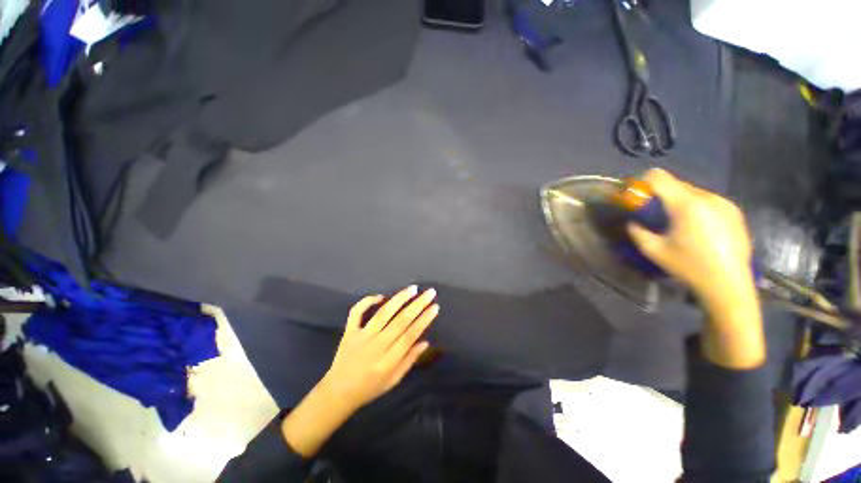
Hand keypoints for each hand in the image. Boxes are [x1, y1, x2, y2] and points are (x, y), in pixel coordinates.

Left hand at [322, 285, 438, 411]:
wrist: (337, 393)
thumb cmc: (369, 388)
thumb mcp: (393, 381)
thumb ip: (409, 361)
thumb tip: (425, 342)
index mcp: (388, 361)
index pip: (410, 335)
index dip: (424, 320)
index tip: (435, 307)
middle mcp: (376, 346)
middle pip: (400, 321)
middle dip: (418, 305)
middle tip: (430, 293)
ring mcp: (361, 337)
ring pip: (383, 313)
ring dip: (399, 299)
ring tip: (413, 289)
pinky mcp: (349, 332)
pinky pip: (356, 313)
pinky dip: (367, 301)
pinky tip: (380, 296)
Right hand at [627, 169, 763, 368]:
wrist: (729, 285)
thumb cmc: (688, 267)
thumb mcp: (653, 251)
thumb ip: (637, 231)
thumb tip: (633, 221)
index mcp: (686, 205)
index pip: (659, 178)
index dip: (642, 182)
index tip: (636, 196)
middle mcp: (708, 197)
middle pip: (677, 184)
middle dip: (662, 195)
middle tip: (656, 215)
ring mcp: (724, 203)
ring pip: (693, 192)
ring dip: (679, 202)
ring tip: (678, 224)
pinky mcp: (735, 211)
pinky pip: (708, 201)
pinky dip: (696, 208)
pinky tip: (697, 229)